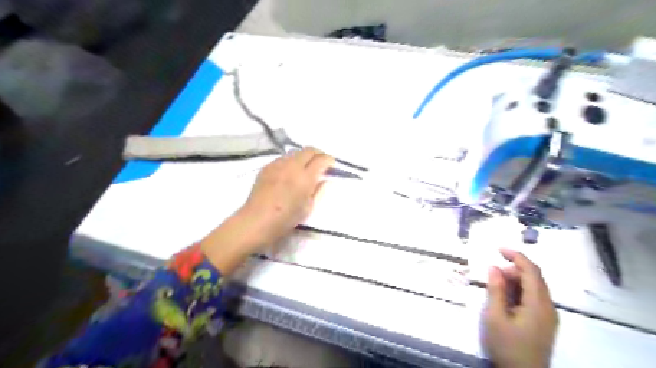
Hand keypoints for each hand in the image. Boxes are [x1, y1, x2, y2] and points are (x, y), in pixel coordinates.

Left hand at [200, 148, 333, 274]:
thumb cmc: (285, 219)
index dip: (329, 160)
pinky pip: (283, 158)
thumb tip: (325, 179)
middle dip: (318, 154)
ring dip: (304, 157)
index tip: (332, 165)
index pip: (321, 159)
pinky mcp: (267, 167)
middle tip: (321, 163)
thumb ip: (319, 191)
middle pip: (309, 150)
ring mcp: (277, 165)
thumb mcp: (308, 208)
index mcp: (304, 178)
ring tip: (305, 168)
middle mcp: (292, 166)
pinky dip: (291, 161)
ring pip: (295, 152)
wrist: (256, 221)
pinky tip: (289, 173)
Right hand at [480, 248, 557, 366]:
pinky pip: (533, 298)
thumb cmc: (507, 346)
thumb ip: (495, 290)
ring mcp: (548, 315)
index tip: (498, 248)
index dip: (516, 256)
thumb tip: (494, 267)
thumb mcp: (495, 316)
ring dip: (515, 281)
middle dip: (513, 269)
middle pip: (534, 278)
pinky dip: (519, 292)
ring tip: (495, 287)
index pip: (531, 270)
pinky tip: (505, 299)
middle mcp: (548, 307)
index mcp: (538, 304)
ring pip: (534, 288)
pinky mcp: (544, 322)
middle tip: (492, 274)